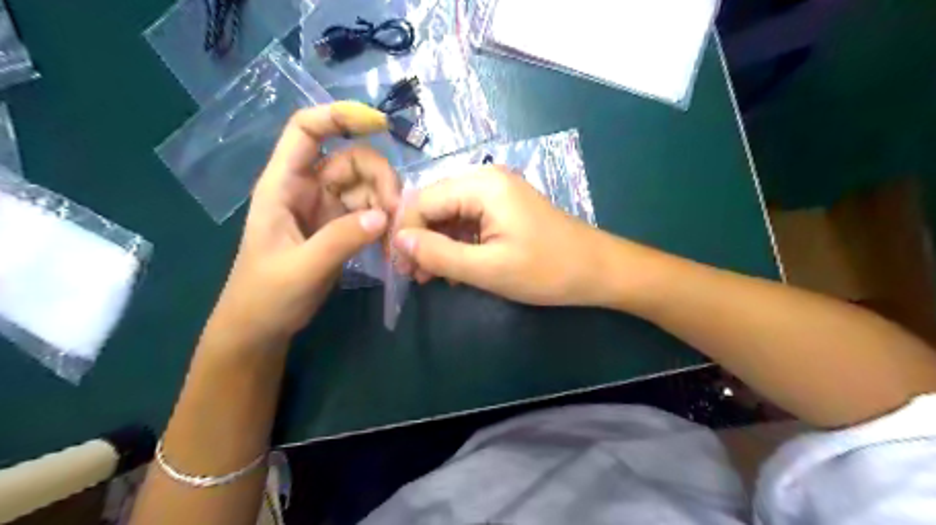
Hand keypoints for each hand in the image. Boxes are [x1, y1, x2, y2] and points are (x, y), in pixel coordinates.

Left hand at [208, 101, 396, 344]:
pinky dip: (385, 224)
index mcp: (283, 185)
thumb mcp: (301, 268)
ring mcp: (327, 209)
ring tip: (396, 236)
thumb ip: (341, 240)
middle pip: (352, 160)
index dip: (338, 116)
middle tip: (397, 213)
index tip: (379, 124)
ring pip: (367, 187)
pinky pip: (371, 213)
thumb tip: (384, 216)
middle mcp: (307, 189)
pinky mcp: (341, 228)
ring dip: (387, 205)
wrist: (262, 327)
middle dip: (380, 179)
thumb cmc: (266, 295)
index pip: (305, 131)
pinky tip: (392, 244)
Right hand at [391, 166, 611, 306]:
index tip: (399, 267)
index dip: (405, 232)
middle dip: (420, 239)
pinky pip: (468, 221)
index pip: (423, 200)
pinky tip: (454, 269)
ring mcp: (497, 193)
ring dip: (436, 244)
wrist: (597, 270)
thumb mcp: (488, 269)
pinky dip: (456, 244)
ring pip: (449, 214)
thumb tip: (399, 240)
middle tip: (414, 276)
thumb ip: (439, 254)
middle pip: (434, 204)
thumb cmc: (547, 270)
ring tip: (430, 278)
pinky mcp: (504, 209)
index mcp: (482, 185)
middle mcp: (486, 179)